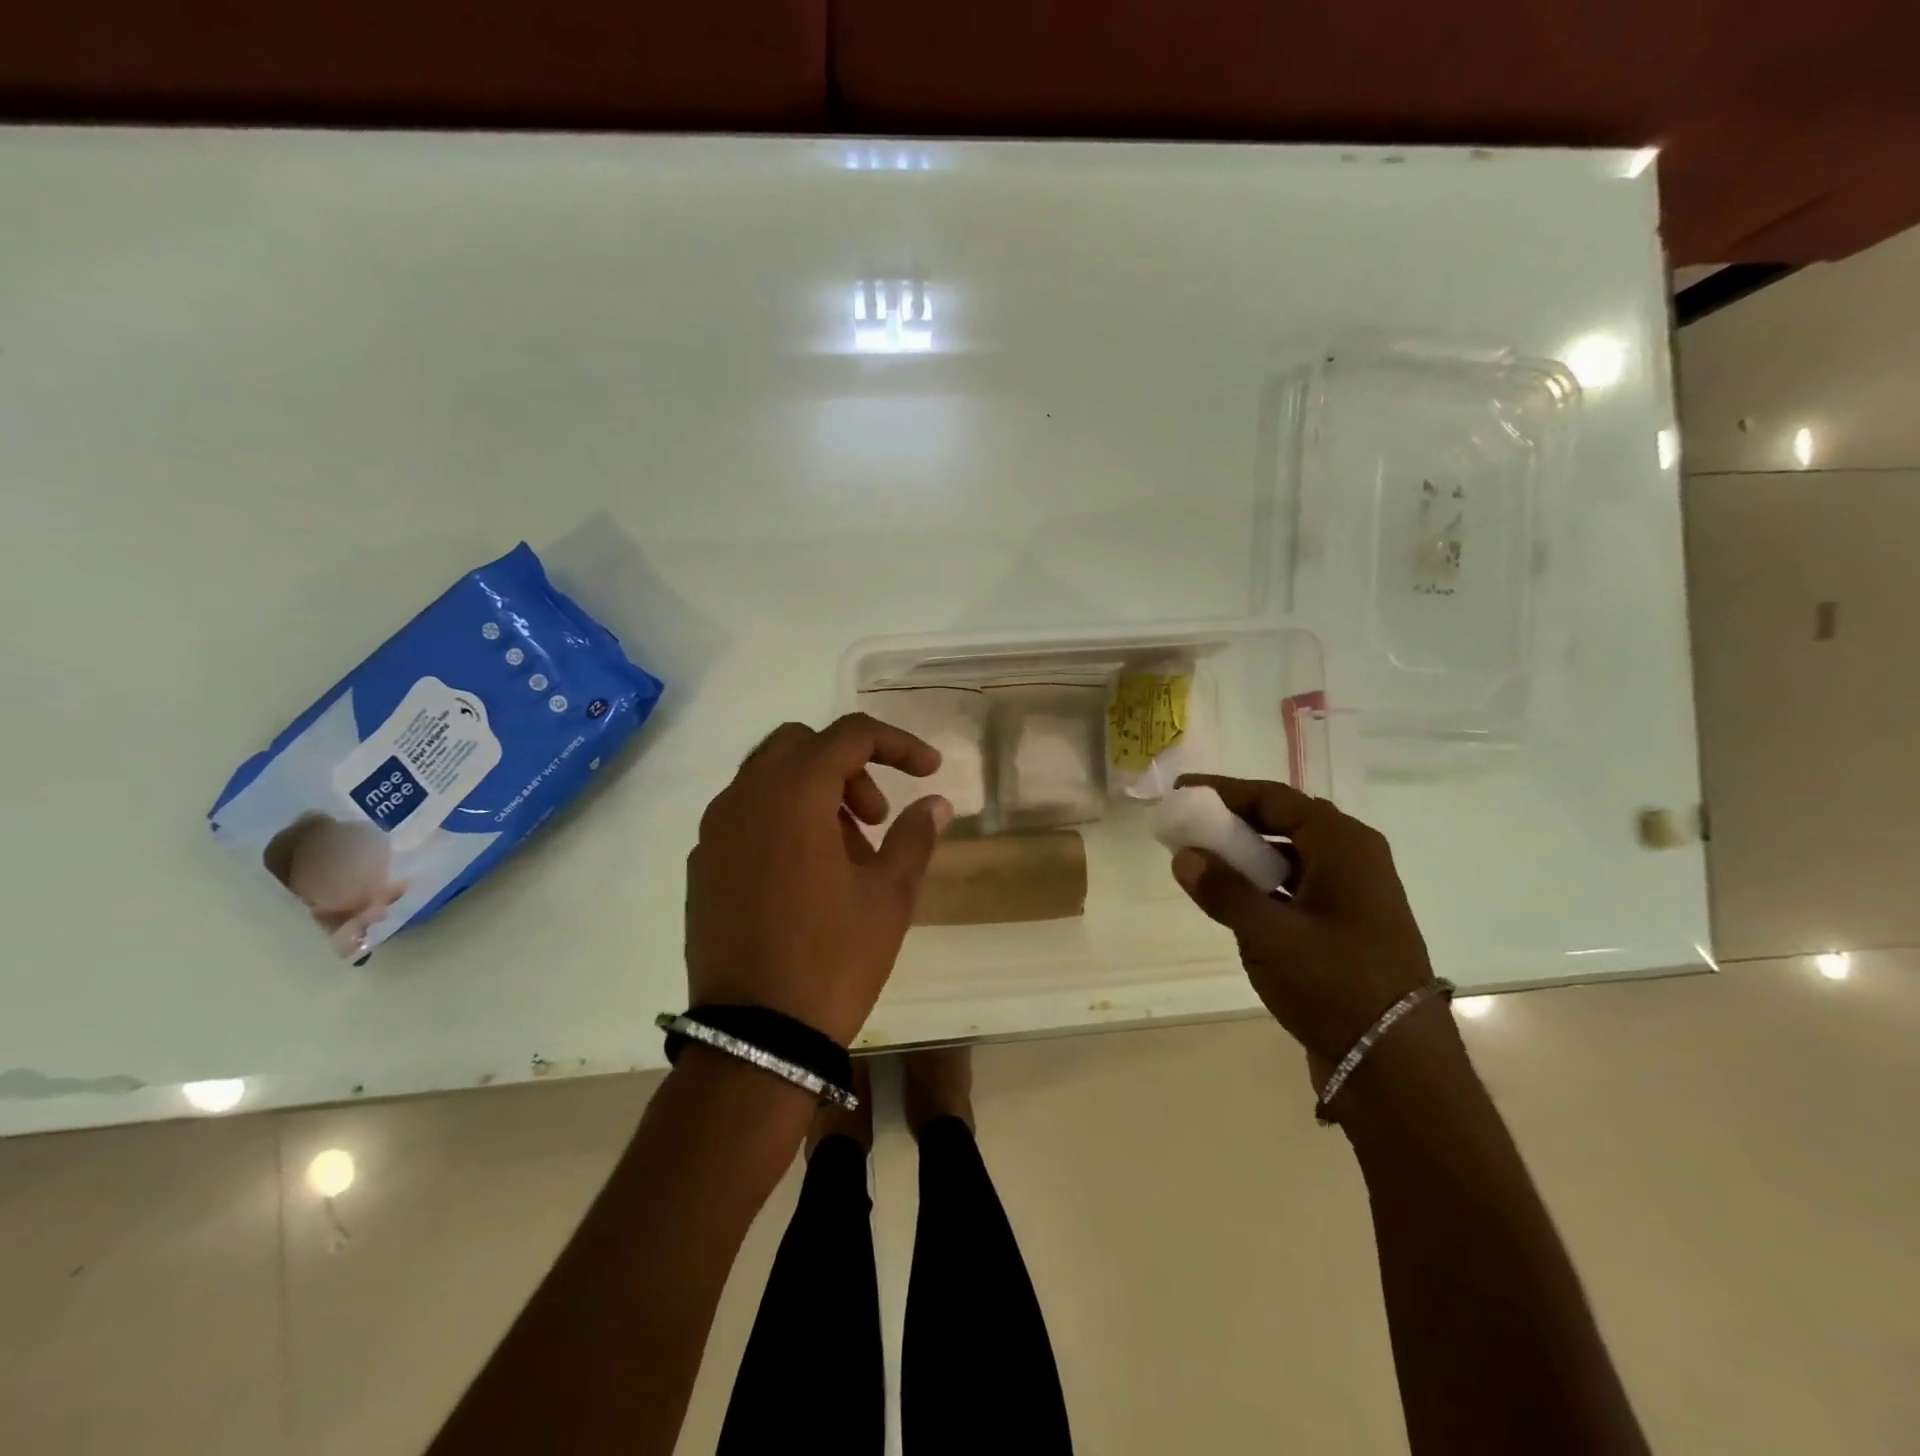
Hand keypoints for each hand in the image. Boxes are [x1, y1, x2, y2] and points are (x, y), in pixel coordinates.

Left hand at [685, 714, 952, 1045]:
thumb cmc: (832, 958)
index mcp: (792, 794)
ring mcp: (715, 832)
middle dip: (849, 765)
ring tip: (849, 853)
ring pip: (769, 778)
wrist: (755, 1039)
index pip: (850, 735)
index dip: (897, 744)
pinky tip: (808, 874)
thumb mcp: (889, 896)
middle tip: (876, 817)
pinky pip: (747, 816)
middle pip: (801, 745)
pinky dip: (783, 819)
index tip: (930, 771)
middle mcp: (744, 798)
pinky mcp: (702, 866)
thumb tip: (936, 803)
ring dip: (816, 792)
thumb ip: (913, 836)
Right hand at [1169, 775, 1441, 1082]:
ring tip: (1202, 859)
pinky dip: (1262, 883)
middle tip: (1188, 823)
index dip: (1224, 791)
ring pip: (1290, 855)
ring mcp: (1353, 894)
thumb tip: (1184, 856)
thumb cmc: (1334, 985)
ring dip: (1246, 853)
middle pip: (1284, 821)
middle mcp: (1354, 859)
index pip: (1274, 798)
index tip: (1183, 791)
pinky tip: (1233, 898)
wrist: (1395, 1064)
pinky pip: (1296, 886)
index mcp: (1344, 845)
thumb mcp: (1268, 934)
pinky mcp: (1346, 926)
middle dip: (1234, 820)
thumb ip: (1223, 890)